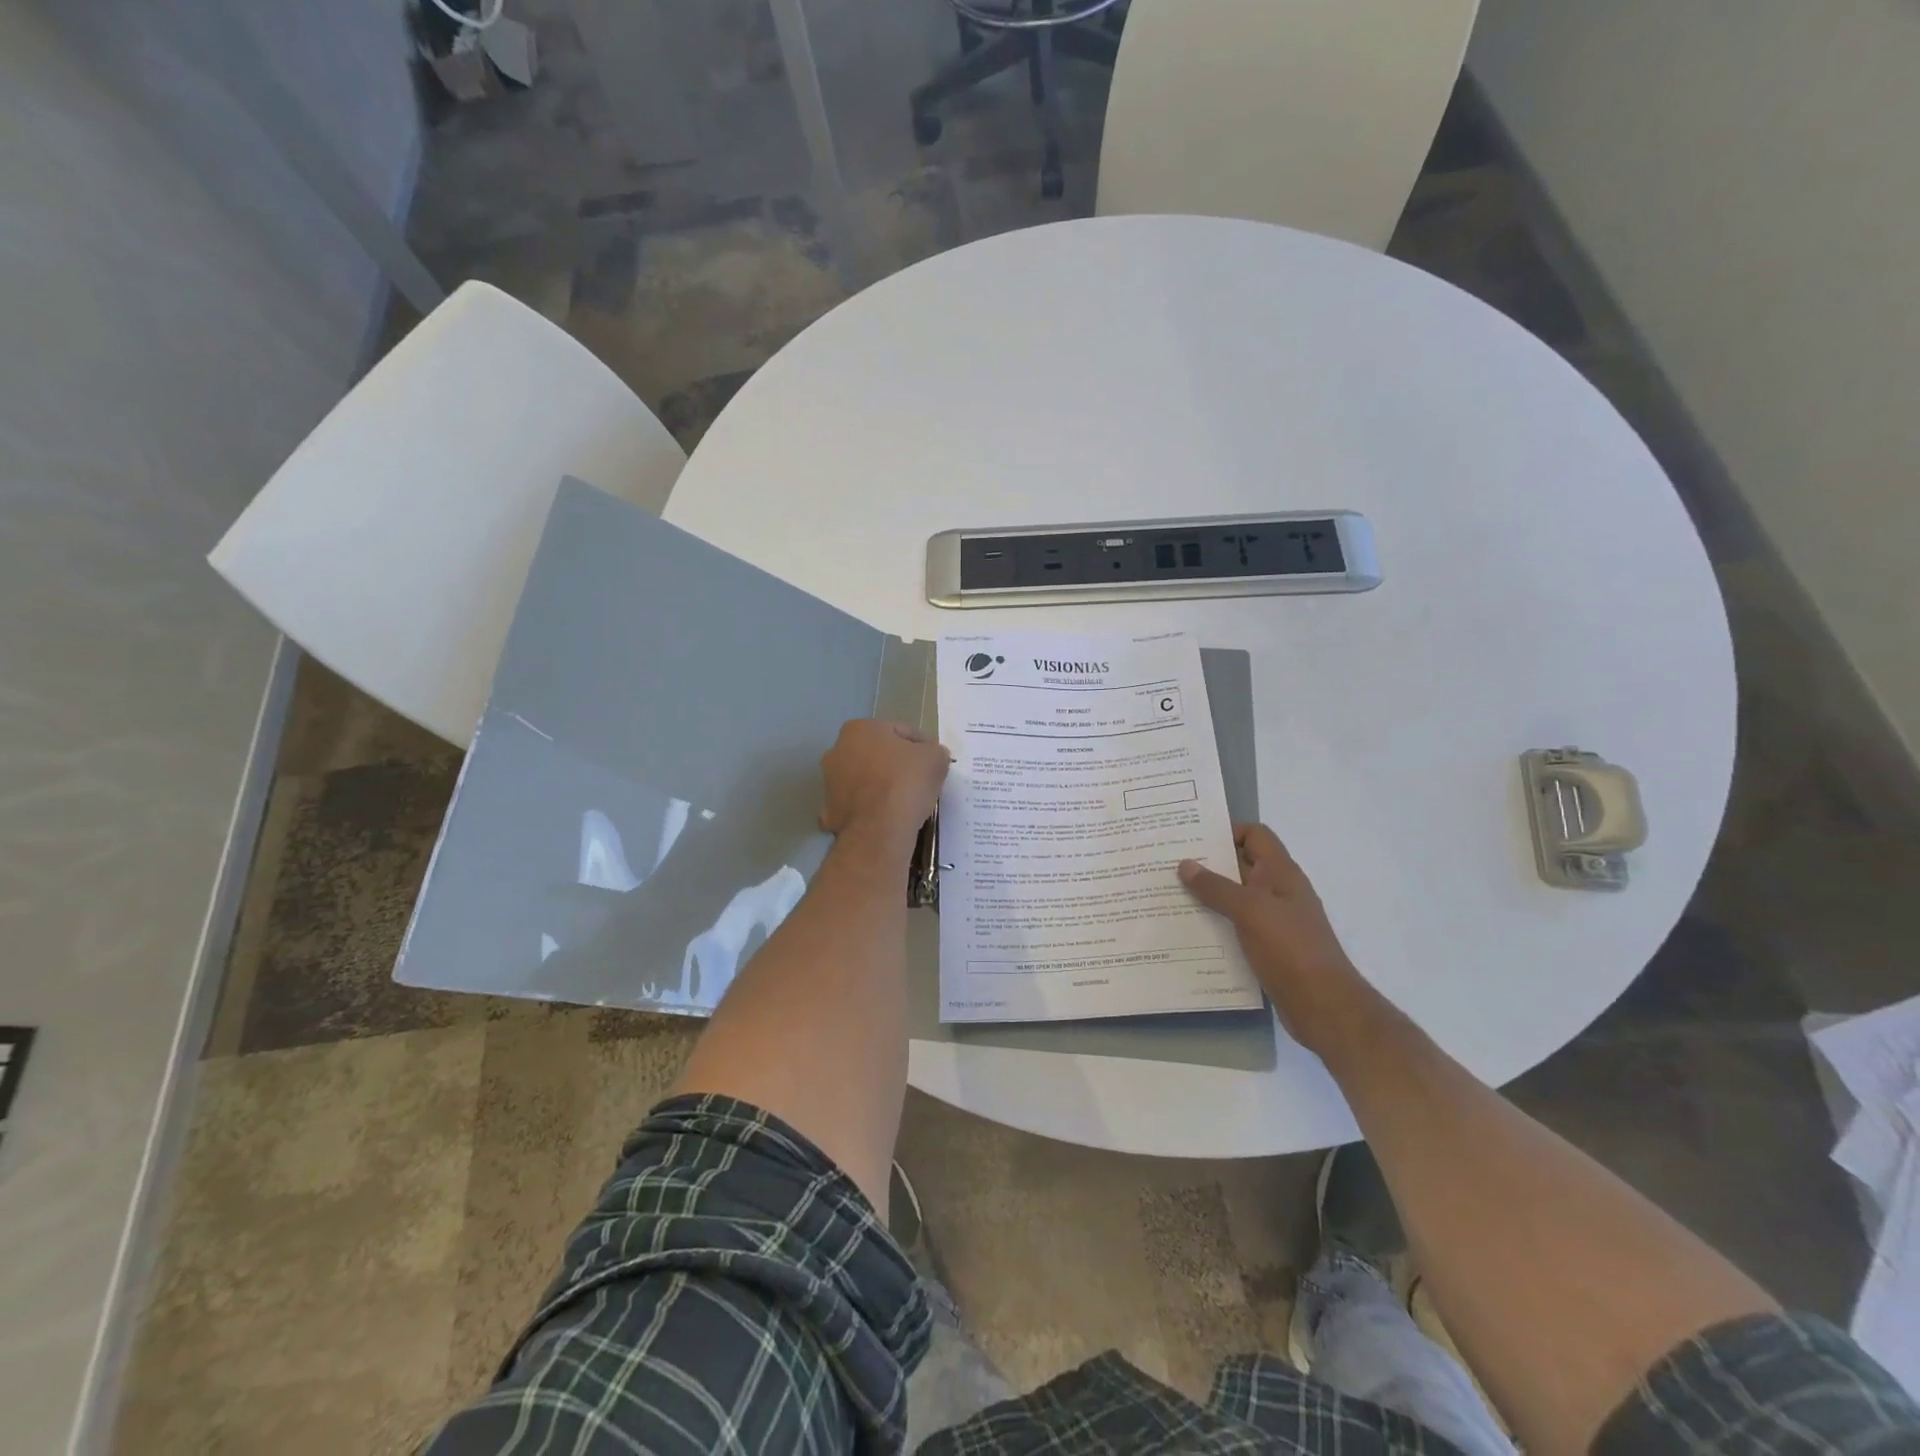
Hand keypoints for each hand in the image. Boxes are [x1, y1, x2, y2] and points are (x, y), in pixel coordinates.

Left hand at [820, 720, 950, 849]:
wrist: (879, 830)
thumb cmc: (905, 783)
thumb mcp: (935, 758)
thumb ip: (934, 751)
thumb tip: (931, 756)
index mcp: (859, 729)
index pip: (901, 731)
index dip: (923, 746)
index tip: (935, 762)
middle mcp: (837, 750)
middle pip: (878, 754)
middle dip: (897, 764)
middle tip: (920, 780)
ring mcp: (829, 782)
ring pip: (865, 779)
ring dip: (882, 786)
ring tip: (905, 801)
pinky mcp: (830, 812)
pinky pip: (858, 805)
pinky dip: (870, 809)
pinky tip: (887, 818)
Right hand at [1179, 824, 1374, 1054]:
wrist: (1324, 1005)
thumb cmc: (1290, 949)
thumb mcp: (1250, 910)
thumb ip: (1216, 887)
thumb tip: (1185, 864)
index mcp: (1281, 873)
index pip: (1255, 835)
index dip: (1227, 831)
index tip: (1192, 838)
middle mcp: (1278, 891)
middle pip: (1241, 865)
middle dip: (1208, 863)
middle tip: (1168, 863)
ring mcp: (1274, 921)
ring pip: (1236, 897)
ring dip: (1208, 895)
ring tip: (1169, 894)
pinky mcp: (1268, 947)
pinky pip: (1236, 925)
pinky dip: (1215, 923)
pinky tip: (1188, 929)